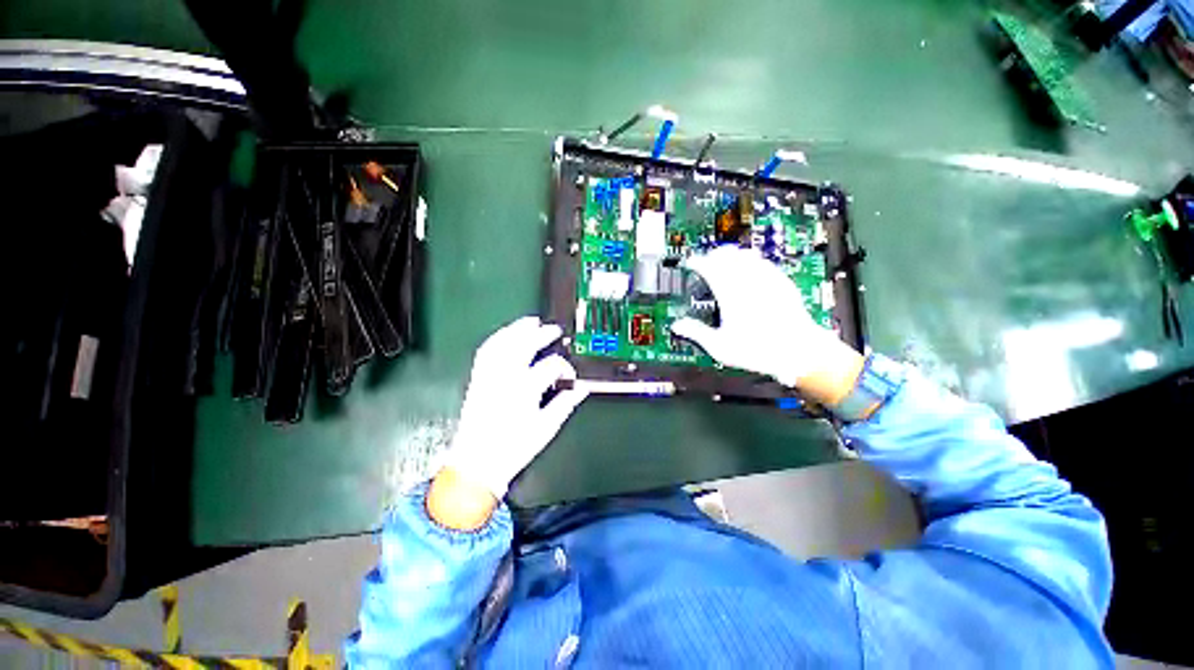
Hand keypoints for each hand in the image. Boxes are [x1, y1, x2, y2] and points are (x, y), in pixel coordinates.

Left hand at [440, 317, 587, 502]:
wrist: (477, 463)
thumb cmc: (513, 449)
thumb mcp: (546, 428)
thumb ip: (565, 404)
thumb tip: (581, 389)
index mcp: (525, 390)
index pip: (551, 366)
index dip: (565, 368)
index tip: (570, 375)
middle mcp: (505, 378)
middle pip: (524, 345)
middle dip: (542, 334)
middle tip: (554, 330)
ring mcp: (489, 377)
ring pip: (503, 343)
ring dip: (518, 329)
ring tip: (531, 322)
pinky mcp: (478, 380)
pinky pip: (486, 352)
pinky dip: (497, 339)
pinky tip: (506, 335)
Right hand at [671, 246, 863, 406]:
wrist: (799, 351)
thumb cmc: (756, 350)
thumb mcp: (720, 347)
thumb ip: (697, 333)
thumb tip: (676, 325)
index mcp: (730, 294)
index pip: (709, 268)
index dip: (697, 262)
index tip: (690, 263)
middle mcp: (748, 281)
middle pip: (728, 256)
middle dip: (714, 255)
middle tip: (706, 260)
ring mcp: (767, 280)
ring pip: (747, 255)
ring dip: (733, 254)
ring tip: (726, 259)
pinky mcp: (782, 282)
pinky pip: (765, 262)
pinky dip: (752, 260)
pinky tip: (751, 267)